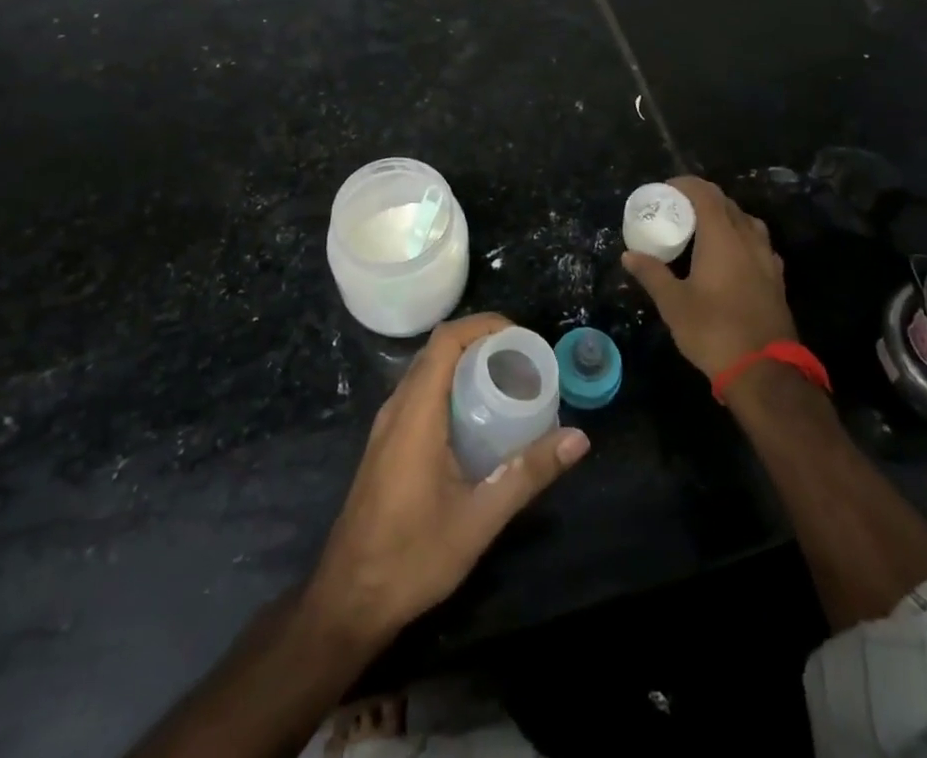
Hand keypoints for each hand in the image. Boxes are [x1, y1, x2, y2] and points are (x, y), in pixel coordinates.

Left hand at [306, 313, 590, 641]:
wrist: (348, 600)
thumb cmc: (412, 557)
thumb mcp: (479, 518)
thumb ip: (528, 474)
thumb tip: (578, 438)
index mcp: (416, 413)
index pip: (445, 341)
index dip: (483, 326)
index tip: (521, 338)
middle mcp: (397, 408)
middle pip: (437, 351)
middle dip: (481, 343)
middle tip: (523, 361)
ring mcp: (387, 426)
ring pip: (427, 372)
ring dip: (465, 365)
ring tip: (507, 382)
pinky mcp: (386, 444)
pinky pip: (420, 394)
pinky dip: (450, 387)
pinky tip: (477, 419)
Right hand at [623, 175, 796, 378]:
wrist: (764, 371)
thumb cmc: (713, 330)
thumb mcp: (673, 303)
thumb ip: (652, 274)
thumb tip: (629, 255)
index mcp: (722, 237)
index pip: (706, 193)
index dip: (685, 185)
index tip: (666, 189)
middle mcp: (748, 239)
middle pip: (727, 204)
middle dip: (702, 199)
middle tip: (678, 210)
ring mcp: (767, 259)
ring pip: (746, 222)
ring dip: (724, 217)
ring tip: (703, 231)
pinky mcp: (776, 279)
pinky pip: (757, 244)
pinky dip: (740, 239)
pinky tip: (729, 258)